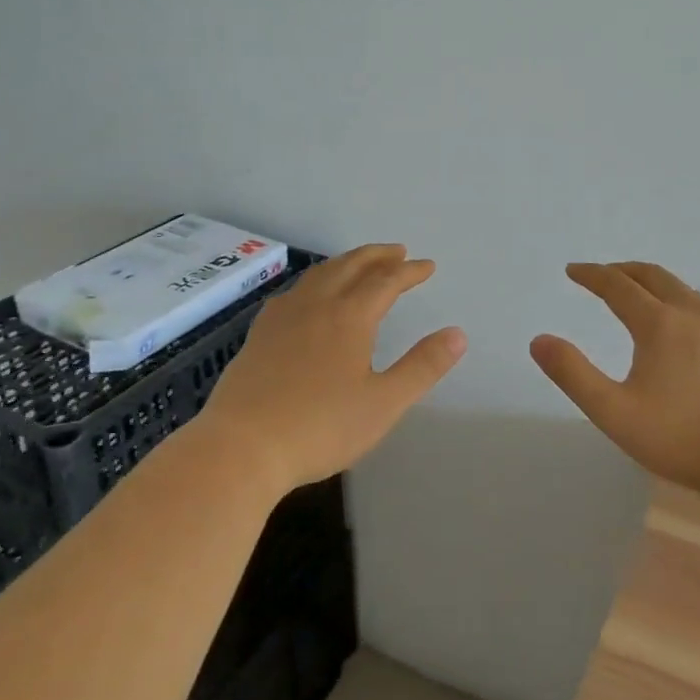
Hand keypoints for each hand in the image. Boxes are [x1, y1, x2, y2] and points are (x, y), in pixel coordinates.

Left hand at [199, 244, 465, 494]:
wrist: (241, 448)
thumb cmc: (320, 427)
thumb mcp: (383, 403)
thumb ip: (422, 367)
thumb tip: (458, 334)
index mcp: (350, 317)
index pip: (386, 281)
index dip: (409, 272)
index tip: (427, 266)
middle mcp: (316, 305)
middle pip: (350, 266)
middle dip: (377, 256)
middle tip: (397, 251)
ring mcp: (282, 317)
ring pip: (319, 274)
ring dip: (345, 262)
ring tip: (359, 263)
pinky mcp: (259, 334)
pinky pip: (294, 291)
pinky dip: (315, 281)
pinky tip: (309, 296)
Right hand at [531, 262, 699, 499]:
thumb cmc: (683, 438)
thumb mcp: (615, 413)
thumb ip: (574, 375)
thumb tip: (539, 340)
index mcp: (660, 324)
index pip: (618, 286)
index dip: (592, 275)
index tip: (573, 270)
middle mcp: (695, 316)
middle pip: (655, 277)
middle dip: (625, 270)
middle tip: (604, 274)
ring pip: (687, 292)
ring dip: (658, 285)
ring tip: (644, 294)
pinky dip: (686, 307)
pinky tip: (689, 333)